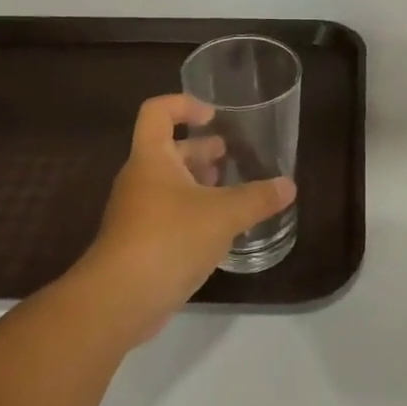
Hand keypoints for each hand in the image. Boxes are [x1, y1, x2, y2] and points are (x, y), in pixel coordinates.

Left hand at [72, 94, 294, 342]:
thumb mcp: (224, 215)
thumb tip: (288, 186)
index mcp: (152, 158)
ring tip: (230, 190)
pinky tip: (218, 229)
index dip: (184, 105)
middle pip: (167, 149)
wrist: (118, 300)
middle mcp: (140, 179)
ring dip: (198, 182)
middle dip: (200, 149)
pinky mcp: (138, 243)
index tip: (213, 117)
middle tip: (231, 156)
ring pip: (168, 184)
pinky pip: (167, 214)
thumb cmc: (169, 239)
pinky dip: (192, 212)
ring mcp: (135, 212)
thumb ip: (258, 198)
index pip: (158, 111)